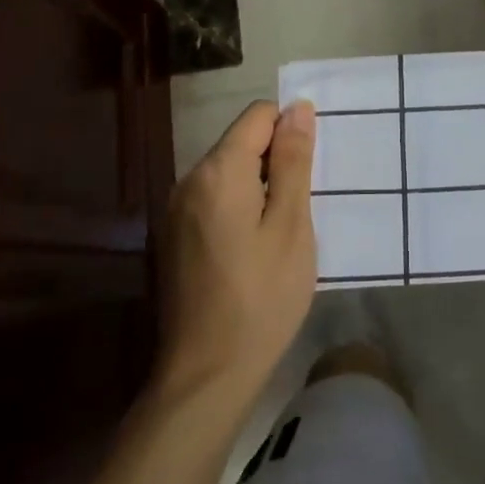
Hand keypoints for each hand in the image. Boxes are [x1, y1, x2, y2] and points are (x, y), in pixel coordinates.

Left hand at [154, 100, 317, 402]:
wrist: (206, 375)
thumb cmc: (262, 297)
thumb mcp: (291, 225)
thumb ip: (293, 162)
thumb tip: (297, 108)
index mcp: (218, 172)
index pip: (257, 116)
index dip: (290, 130)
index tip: (311, 170)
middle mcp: (188, 181)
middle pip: (240, 142)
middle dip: (275, 160)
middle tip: (303, 206)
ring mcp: (175, 211)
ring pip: (227, 173)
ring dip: (259, 185)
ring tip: (282, 230)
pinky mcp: (173, 238)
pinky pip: (213, 200)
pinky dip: (239, 207)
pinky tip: (255, 248)